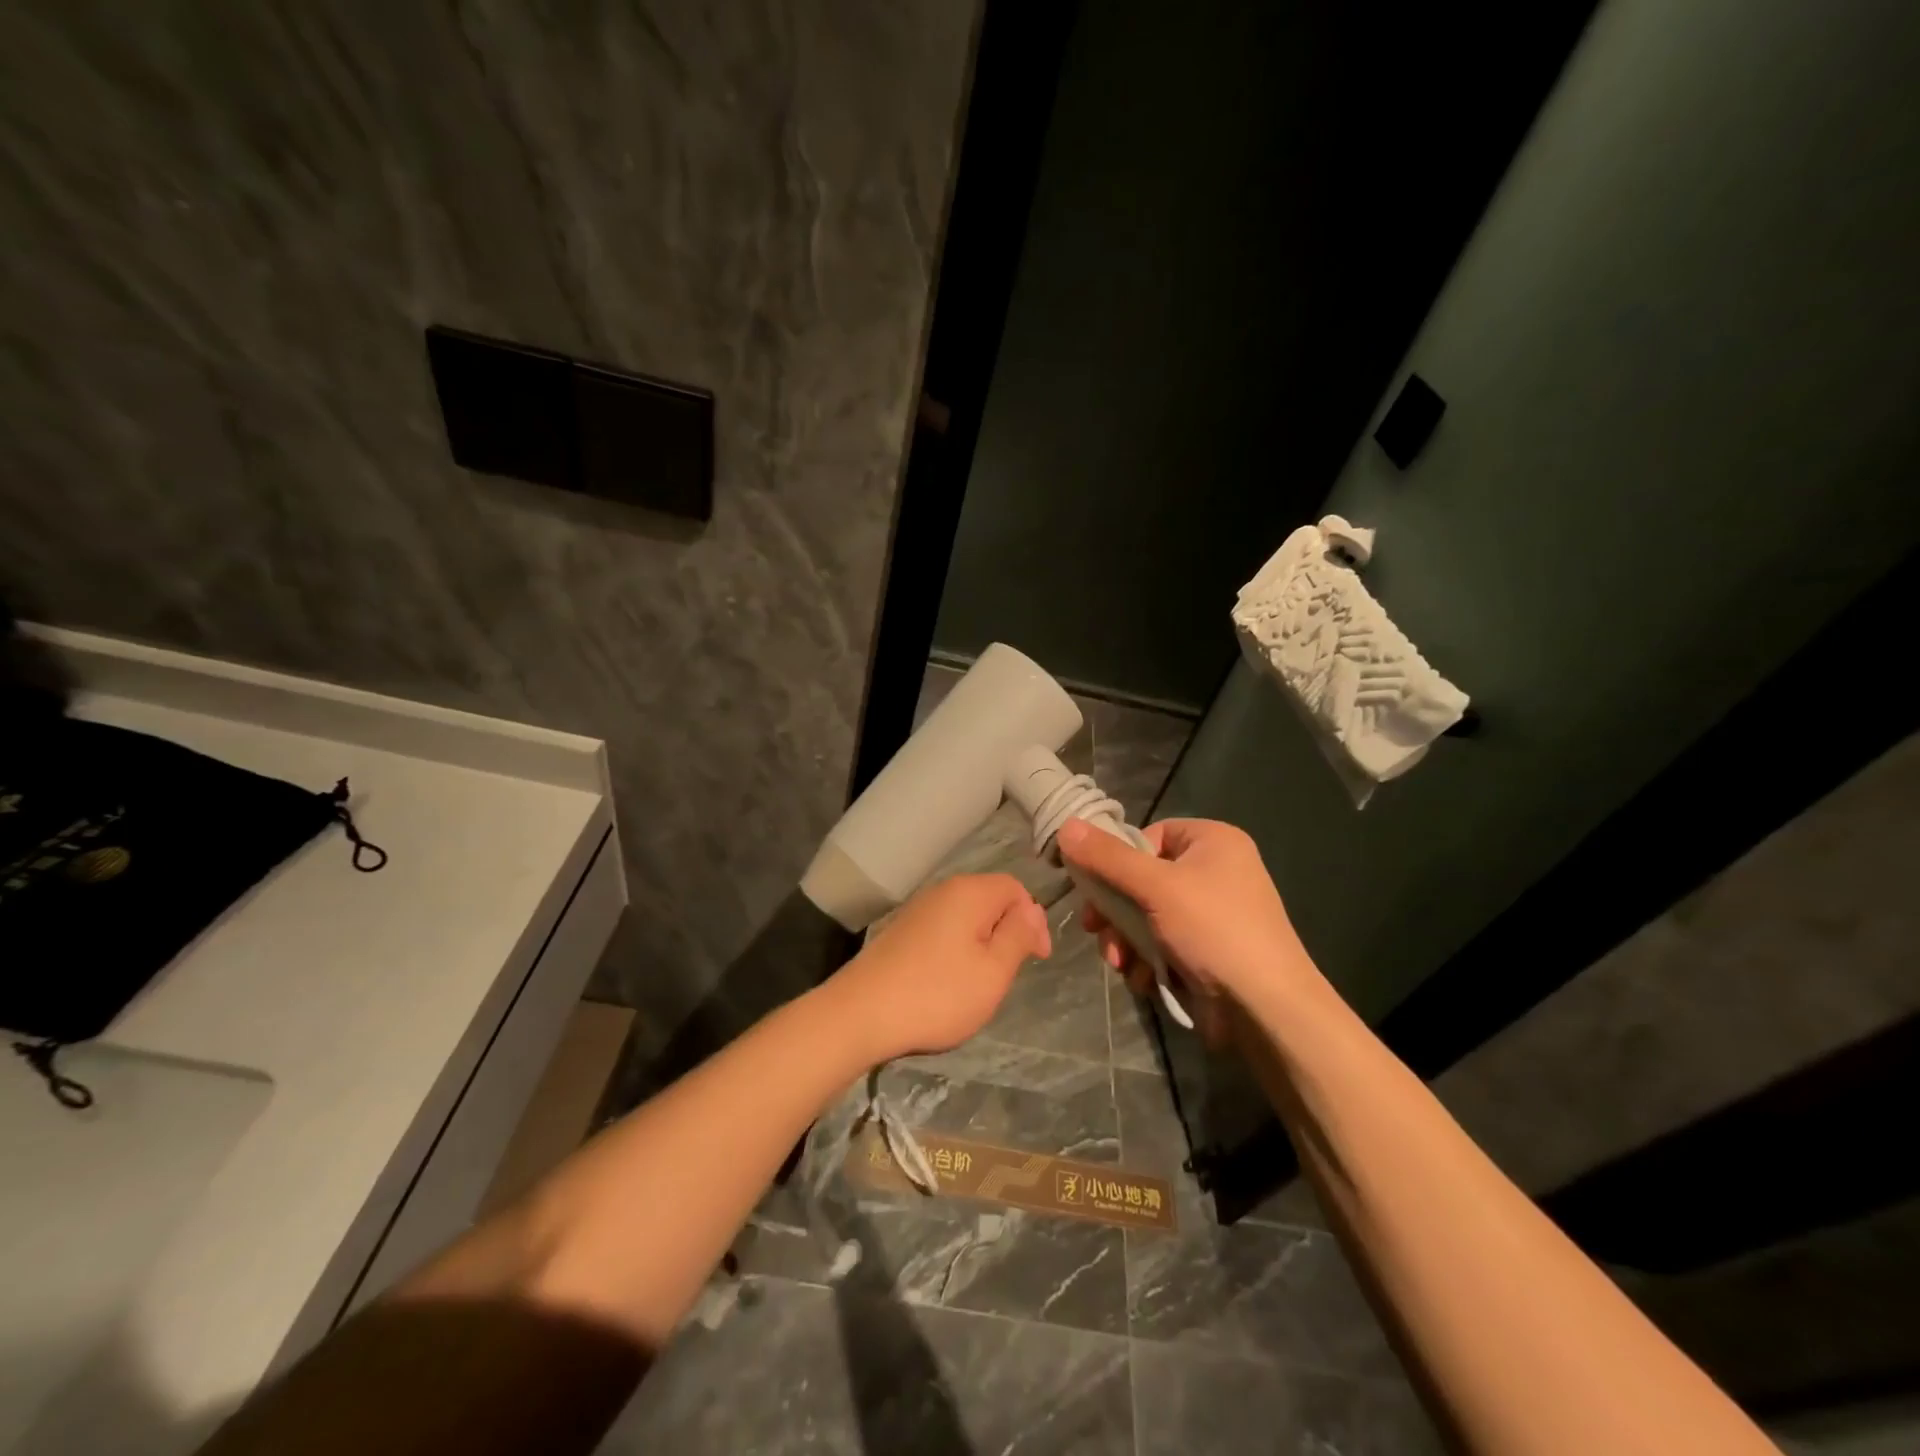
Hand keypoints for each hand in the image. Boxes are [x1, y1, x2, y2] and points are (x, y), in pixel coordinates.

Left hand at [824, 873, 1050, 1065]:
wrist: (860, 1014)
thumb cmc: (938, 995)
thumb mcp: (993, 971)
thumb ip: (1018, 935)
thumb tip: (1033, 911)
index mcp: (969, 892)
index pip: (1016, 888)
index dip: (1033, 920)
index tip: (1036, 959)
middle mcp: (942, 891)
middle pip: (990, 900)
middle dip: (1007, 933)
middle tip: (1006, 975)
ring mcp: (917, 910)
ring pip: (965, 918)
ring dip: (981, 945)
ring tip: (978, 985)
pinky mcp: (901, 931)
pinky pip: (942, 931)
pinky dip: (955, 952)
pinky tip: (946, 985)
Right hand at [1057, 817, 1324, 1021]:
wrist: (1266, 1009)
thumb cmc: (1214, 931)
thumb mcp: (1155, 887)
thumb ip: (1108, 858)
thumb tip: (1066, 825)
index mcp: (1213, 842)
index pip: (1149, 835)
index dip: (1118, 859)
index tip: (1094, 885)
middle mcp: (1215, 871)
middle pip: (1141, 879)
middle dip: (1115, 910)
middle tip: (1094, 928)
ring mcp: (1212, 914)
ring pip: (1146, 916)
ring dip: (1125, 940)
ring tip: (1120, 963)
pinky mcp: (1207, 951)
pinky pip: (1162, 943)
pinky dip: (1146, 960)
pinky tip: (1143, 979)